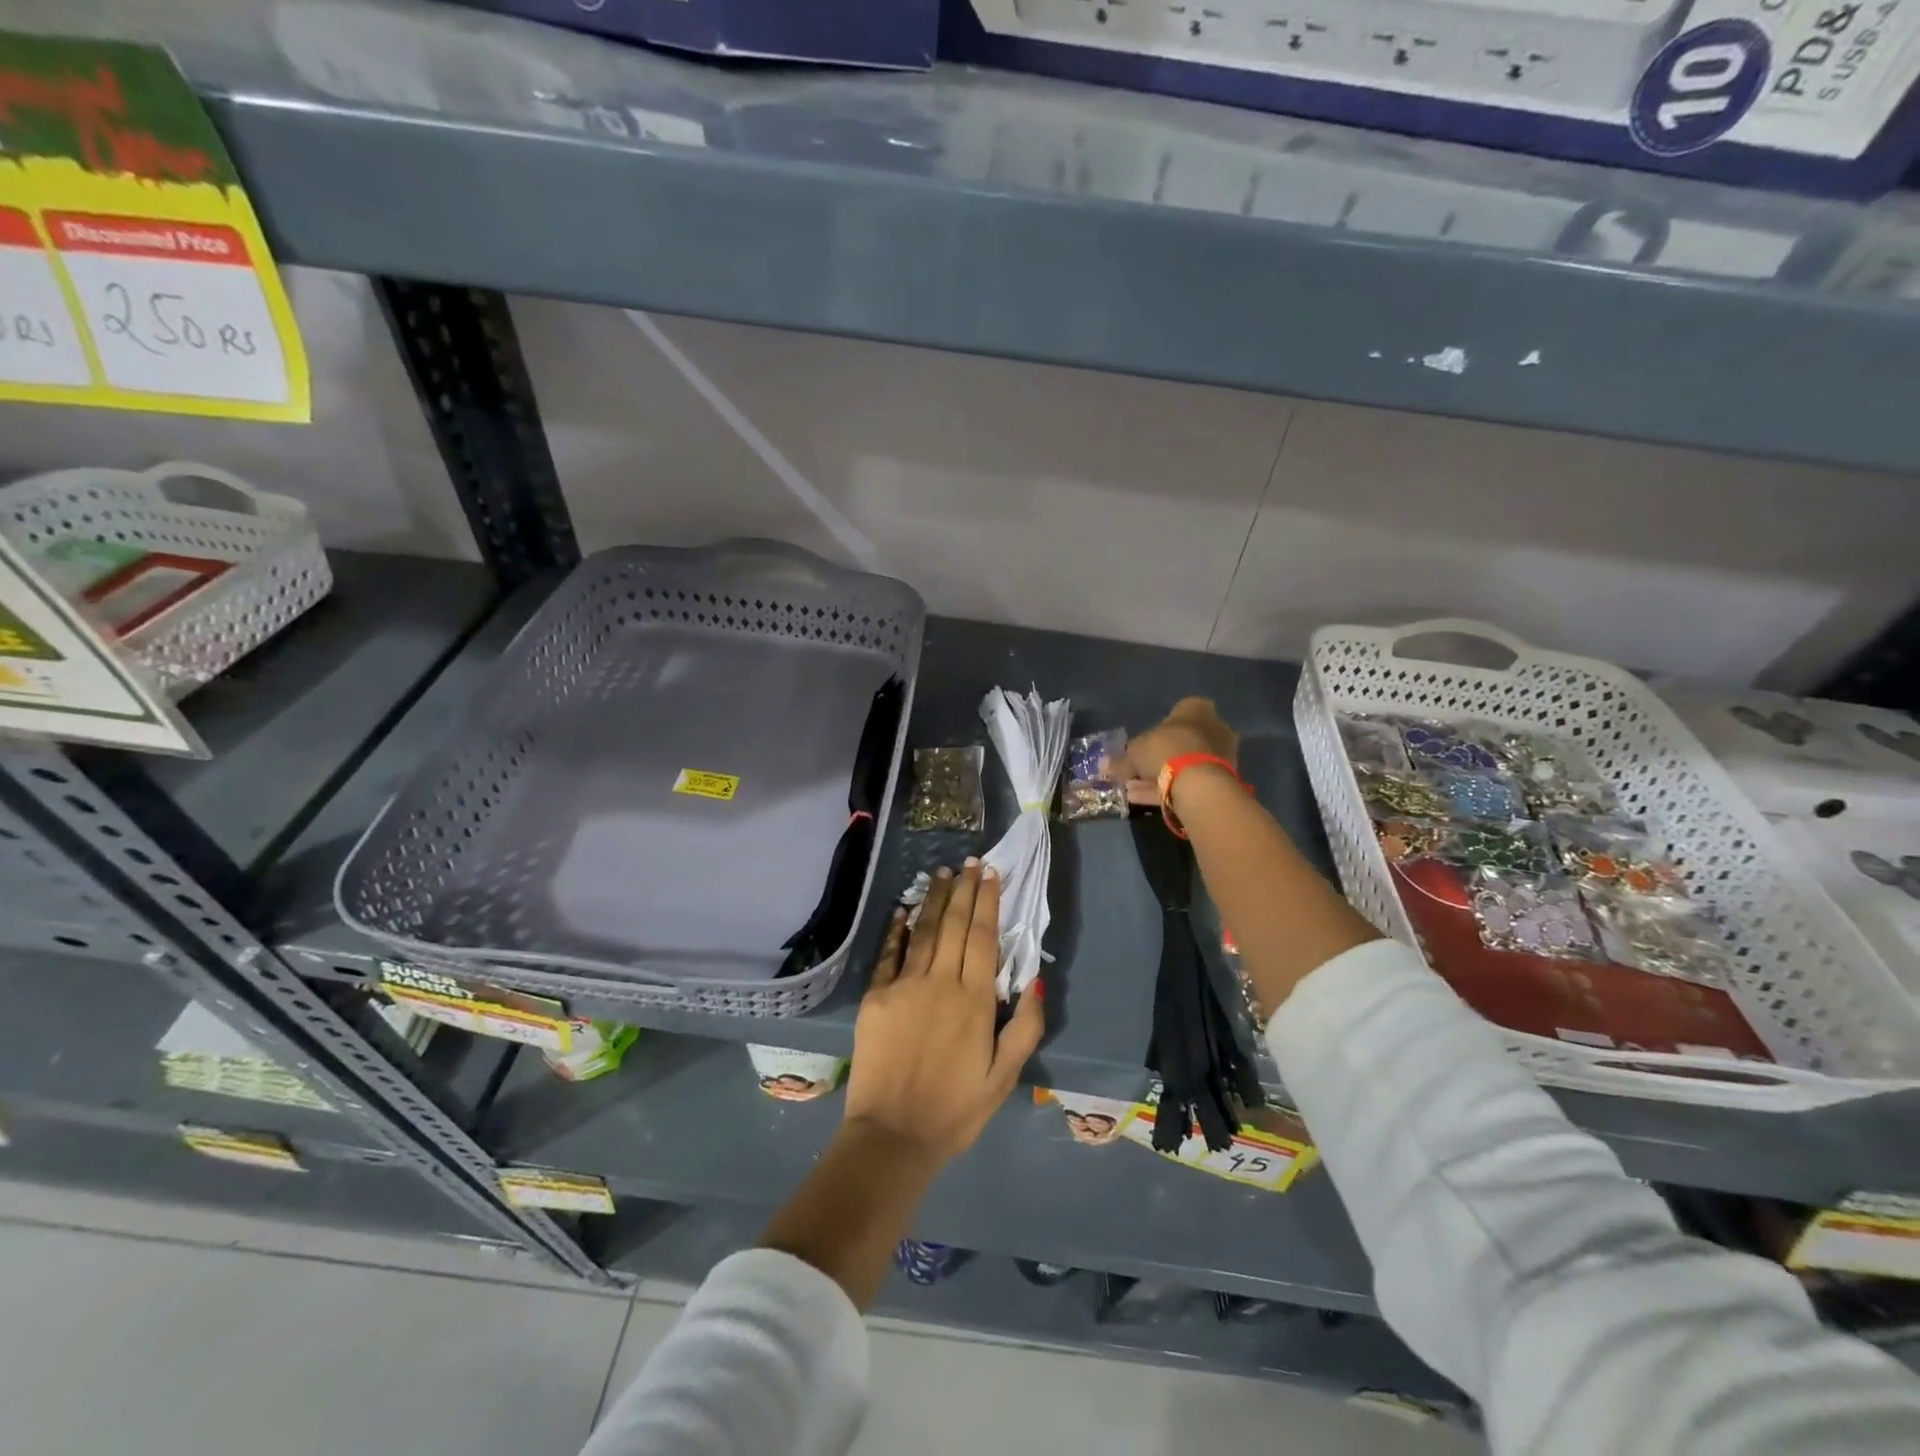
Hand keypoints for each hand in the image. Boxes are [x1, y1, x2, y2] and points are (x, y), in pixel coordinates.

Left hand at [844, 862, 1045, 1165]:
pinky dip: (896, 929)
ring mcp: (904, 987)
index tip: (990, 874)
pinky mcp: (876, 998)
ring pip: (923, 932)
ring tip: (942, 873)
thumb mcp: (1005, 1077)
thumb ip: (1026, 1027)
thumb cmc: (955, 1110)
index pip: (983, 936)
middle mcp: (940, 983)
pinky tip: (903, 909)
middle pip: (953, 925)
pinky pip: (889, 954)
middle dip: (963, 890)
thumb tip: (1036, 978)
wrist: (893, 1136)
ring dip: (933, 899)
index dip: (987, 901)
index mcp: (974, 1000)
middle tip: (969, 862)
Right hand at [1114, 698, 1238, 801]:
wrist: (1198, 781)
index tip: (1141, 747)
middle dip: (1159, 757)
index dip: (1156, 731)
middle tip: (1136, 771)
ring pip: (1185, 764)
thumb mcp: (1134, 752)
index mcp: (1196, 708)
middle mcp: (1214, 726)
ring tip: (1135, 789)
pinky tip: (1145, 798)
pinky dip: (1169, 788)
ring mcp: (1222, 754)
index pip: (1176, 713)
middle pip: (1181, 741)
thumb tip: (1104, 765)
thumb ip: (1121, 760)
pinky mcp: (1222, 779)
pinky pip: (1191, 781)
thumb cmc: (1165, 749)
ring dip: (1161, 775)